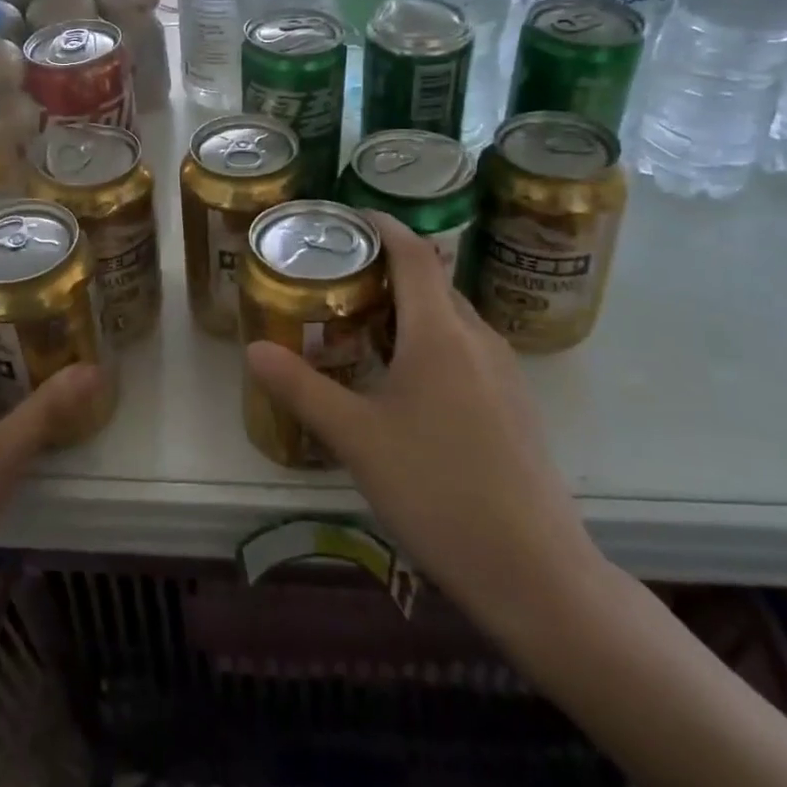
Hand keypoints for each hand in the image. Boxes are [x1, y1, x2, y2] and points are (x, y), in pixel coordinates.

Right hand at [245, 213, 606, 643]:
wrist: (534, 570)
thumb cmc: (437, 490)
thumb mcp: (356, 438)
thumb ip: (302, 388)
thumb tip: (252, 348)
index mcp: (440, 333)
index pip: (413, 253)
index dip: (381, 225)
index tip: (345, 216)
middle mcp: (479, 339)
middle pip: (433, 281)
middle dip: (387, 267)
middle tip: (337, 277)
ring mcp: (504, 373)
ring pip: (451, 318)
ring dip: (410, 307)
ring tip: (363, 323)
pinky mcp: (515, 405)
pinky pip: (467, 349)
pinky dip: (431, 341)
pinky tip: (405, 381)